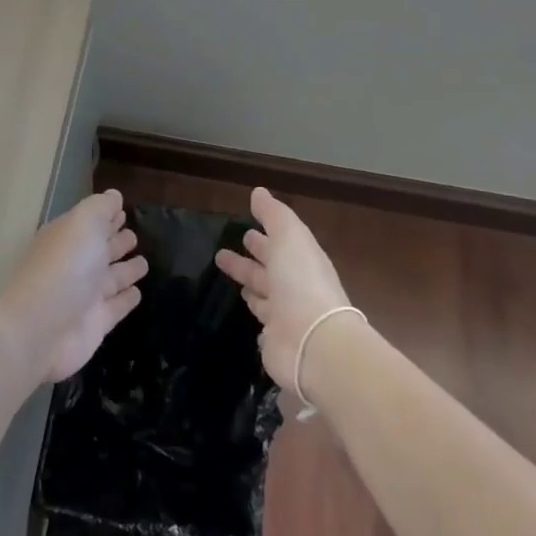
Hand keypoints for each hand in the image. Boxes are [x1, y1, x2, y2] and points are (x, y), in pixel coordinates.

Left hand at [0, 190, 148, 382]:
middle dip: (116, 242)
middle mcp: (75, 265)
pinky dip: (127, 299)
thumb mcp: (83, 224)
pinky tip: (138, 292)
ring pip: (111, 278)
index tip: (123, 210)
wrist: (40, 329)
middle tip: (134, 236)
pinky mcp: (95, 324)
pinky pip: (116, 306)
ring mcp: (84, 296)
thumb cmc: (64, 267)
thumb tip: (115, 195)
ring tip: (144, 262)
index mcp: (67, 238)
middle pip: (99, 250)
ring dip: (126, 270)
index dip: (106, 216)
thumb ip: (101, 208)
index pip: (90, 223)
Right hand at [216, 187, 354, 393]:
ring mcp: (285, 313)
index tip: (244, 230)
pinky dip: (253, 308)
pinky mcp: (275, 337)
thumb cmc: (301, 284)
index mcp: (302, 260)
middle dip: (250, 258)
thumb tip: (258, 192)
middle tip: (222, 252)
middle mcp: (295, 286)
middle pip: (268, 269)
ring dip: (247, 281)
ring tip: (225, 271)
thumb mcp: (290, 238)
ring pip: (262, 292)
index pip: (280, 244)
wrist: (313, 343)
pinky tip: (241, 304)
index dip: (264, 236)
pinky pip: (262, 319)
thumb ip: (274, 215)